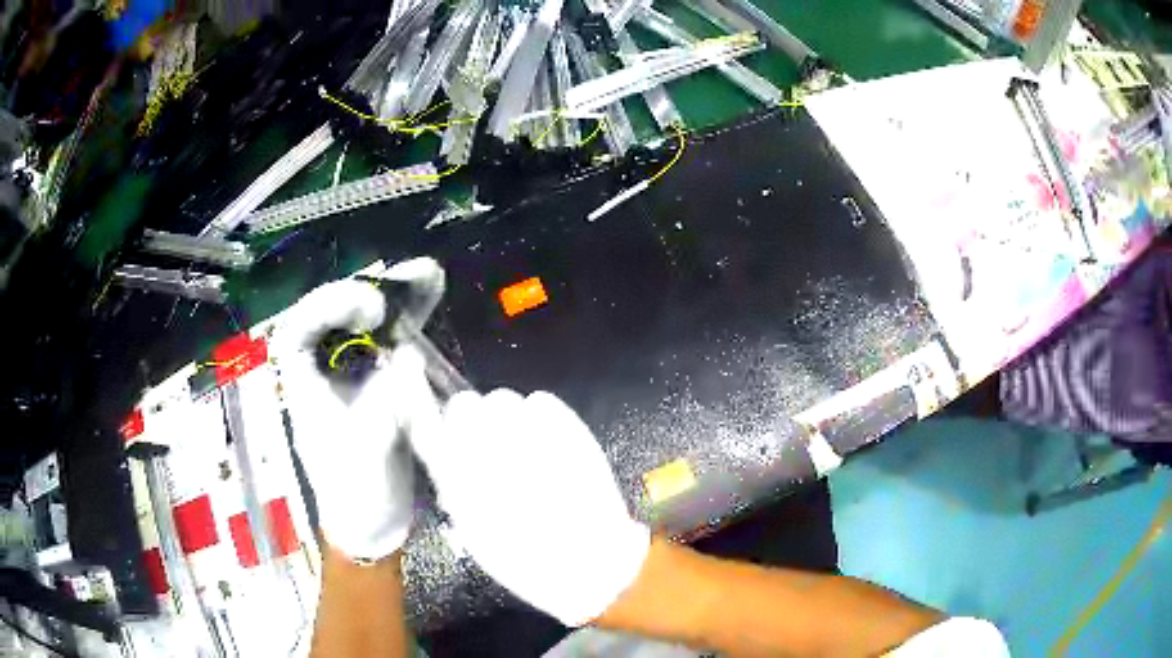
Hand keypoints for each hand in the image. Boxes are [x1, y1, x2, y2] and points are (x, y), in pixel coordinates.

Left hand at [275, 258, 443, 560]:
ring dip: (397, 295)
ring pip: (367, 321)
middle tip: (407, 278)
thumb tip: (407, 359)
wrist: (375, 522)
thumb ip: (383, 408)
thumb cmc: (356, 495)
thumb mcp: (365, 457)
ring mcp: (352, 371)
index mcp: (301, 383)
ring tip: (428, 274)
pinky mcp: (379, 379)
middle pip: (336, 314)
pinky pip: (393, 338)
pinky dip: (413, 317)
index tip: (372, 309)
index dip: (330, 306)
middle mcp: (322, 368)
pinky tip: (433, 292)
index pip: (300, 328)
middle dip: (371, 289)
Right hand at [411, 389, 649, 626]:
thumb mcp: (472, 530)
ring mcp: (526, 428)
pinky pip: (540, 401)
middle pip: (465, 403)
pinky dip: (540, 416)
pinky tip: (549, 443)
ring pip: (502, 399)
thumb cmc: (524, 559)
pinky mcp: (564, 423)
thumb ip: (453, 486)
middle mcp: (484, 444)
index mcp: (455, 473)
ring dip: (507, 419)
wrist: (588, 560)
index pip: (425, 420)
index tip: (419, 386)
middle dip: (472, 421)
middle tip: (492, 448)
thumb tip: (451, 462)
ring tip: (526, 449)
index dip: (419, 400)